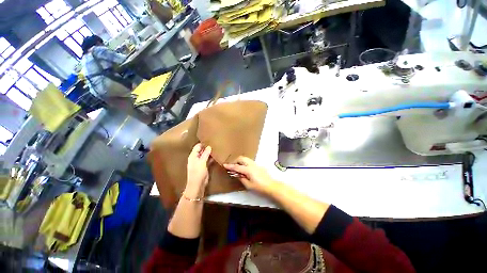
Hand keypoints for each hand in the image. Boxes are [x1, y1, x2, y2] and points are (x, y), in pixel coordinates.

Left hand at [186, 144, 211, 198]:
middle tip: (215, 143)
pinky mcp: (204, 166)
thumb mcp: (201, 162)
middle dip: (207, 147)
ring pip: (205, 155)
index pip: (197, 146)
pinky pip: (208, 160)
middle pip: (201, 150)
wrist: (197, 184)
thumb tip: (209, 146)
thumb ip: (205, 154)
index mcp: (193, 156)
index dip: (203, 143)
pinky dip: (211, 157)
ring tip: (216, 147)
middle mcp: (196, 158)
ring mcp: (200, 162)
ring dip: (210, 152)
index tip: (210, 139)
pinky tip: (216, 155)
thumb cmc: (198, 172)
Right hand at [224, 156, 276, 195]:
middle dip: (235, 161)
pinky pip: (249, 161)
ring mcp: (255, 164)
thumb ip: (242, 179)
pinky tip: (244, 168)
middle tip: (232, 167)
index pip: (237, 167)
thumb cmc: (260, 187)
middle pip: (241, 158)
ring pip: (245, 158)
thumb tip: (237, 175)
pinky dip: (244, 162)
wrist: (271, 186)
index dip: (230, 166)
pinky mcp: (258, 165)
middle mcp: (251, 164)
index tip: (224, 165)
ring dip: (240, 161)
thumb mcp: (249, 185)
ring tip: (237, 167)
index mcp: (248, 170)